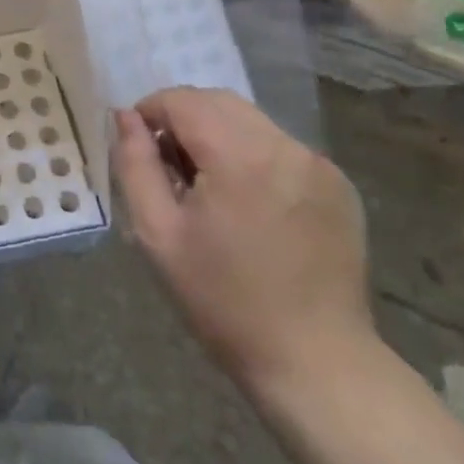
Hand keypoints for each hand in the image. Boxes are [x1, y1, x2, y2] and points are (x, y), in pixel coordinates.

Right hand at [112, 87, 374, 402]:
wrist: (316, 362)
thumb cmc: (224, 301)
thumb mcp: (158, 234)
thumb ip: (135, 165)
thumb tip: (125, 118)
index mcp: (240, 156)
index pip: (182, 100)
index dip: (150, 112)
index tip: (138, 147)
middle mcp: (285, 146)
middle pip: (218, 102)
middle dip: (183, 119)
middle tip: (168, 168)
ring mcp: (319, 164)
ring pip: (250, 121)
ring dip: (218, 136)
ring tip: (207, 188)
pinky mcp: (338, 185)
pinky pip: (280, 147)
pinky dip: (252, 155)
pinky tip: (248, 204)